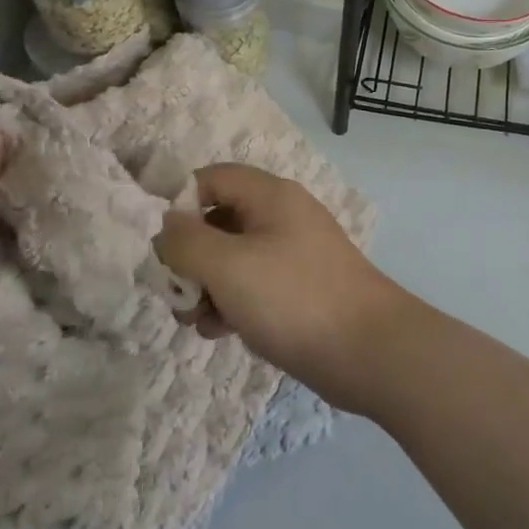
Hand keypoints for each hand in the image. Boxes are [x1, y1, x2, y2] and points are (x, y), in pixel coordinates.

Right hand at [154, 165, 413, 412]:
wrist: (368, 350)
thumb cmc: (294, 298)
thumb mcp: (229, 266)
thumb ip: (186, 242)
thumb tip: (165, 226)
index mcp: (270, 195)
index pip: (211, 178)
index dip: (179, 205)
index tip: (160, 245)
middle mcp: (282, 216)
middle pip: (219, 220)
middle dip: (190, 256)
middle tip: (176, 294)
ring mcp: (293, 253)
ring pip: (233, 257)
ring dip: (207, 286)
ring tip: (199, 322)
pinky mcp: (299, 288)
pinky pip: (253, 284)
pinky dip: (232, 303)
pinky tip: (223, 332)